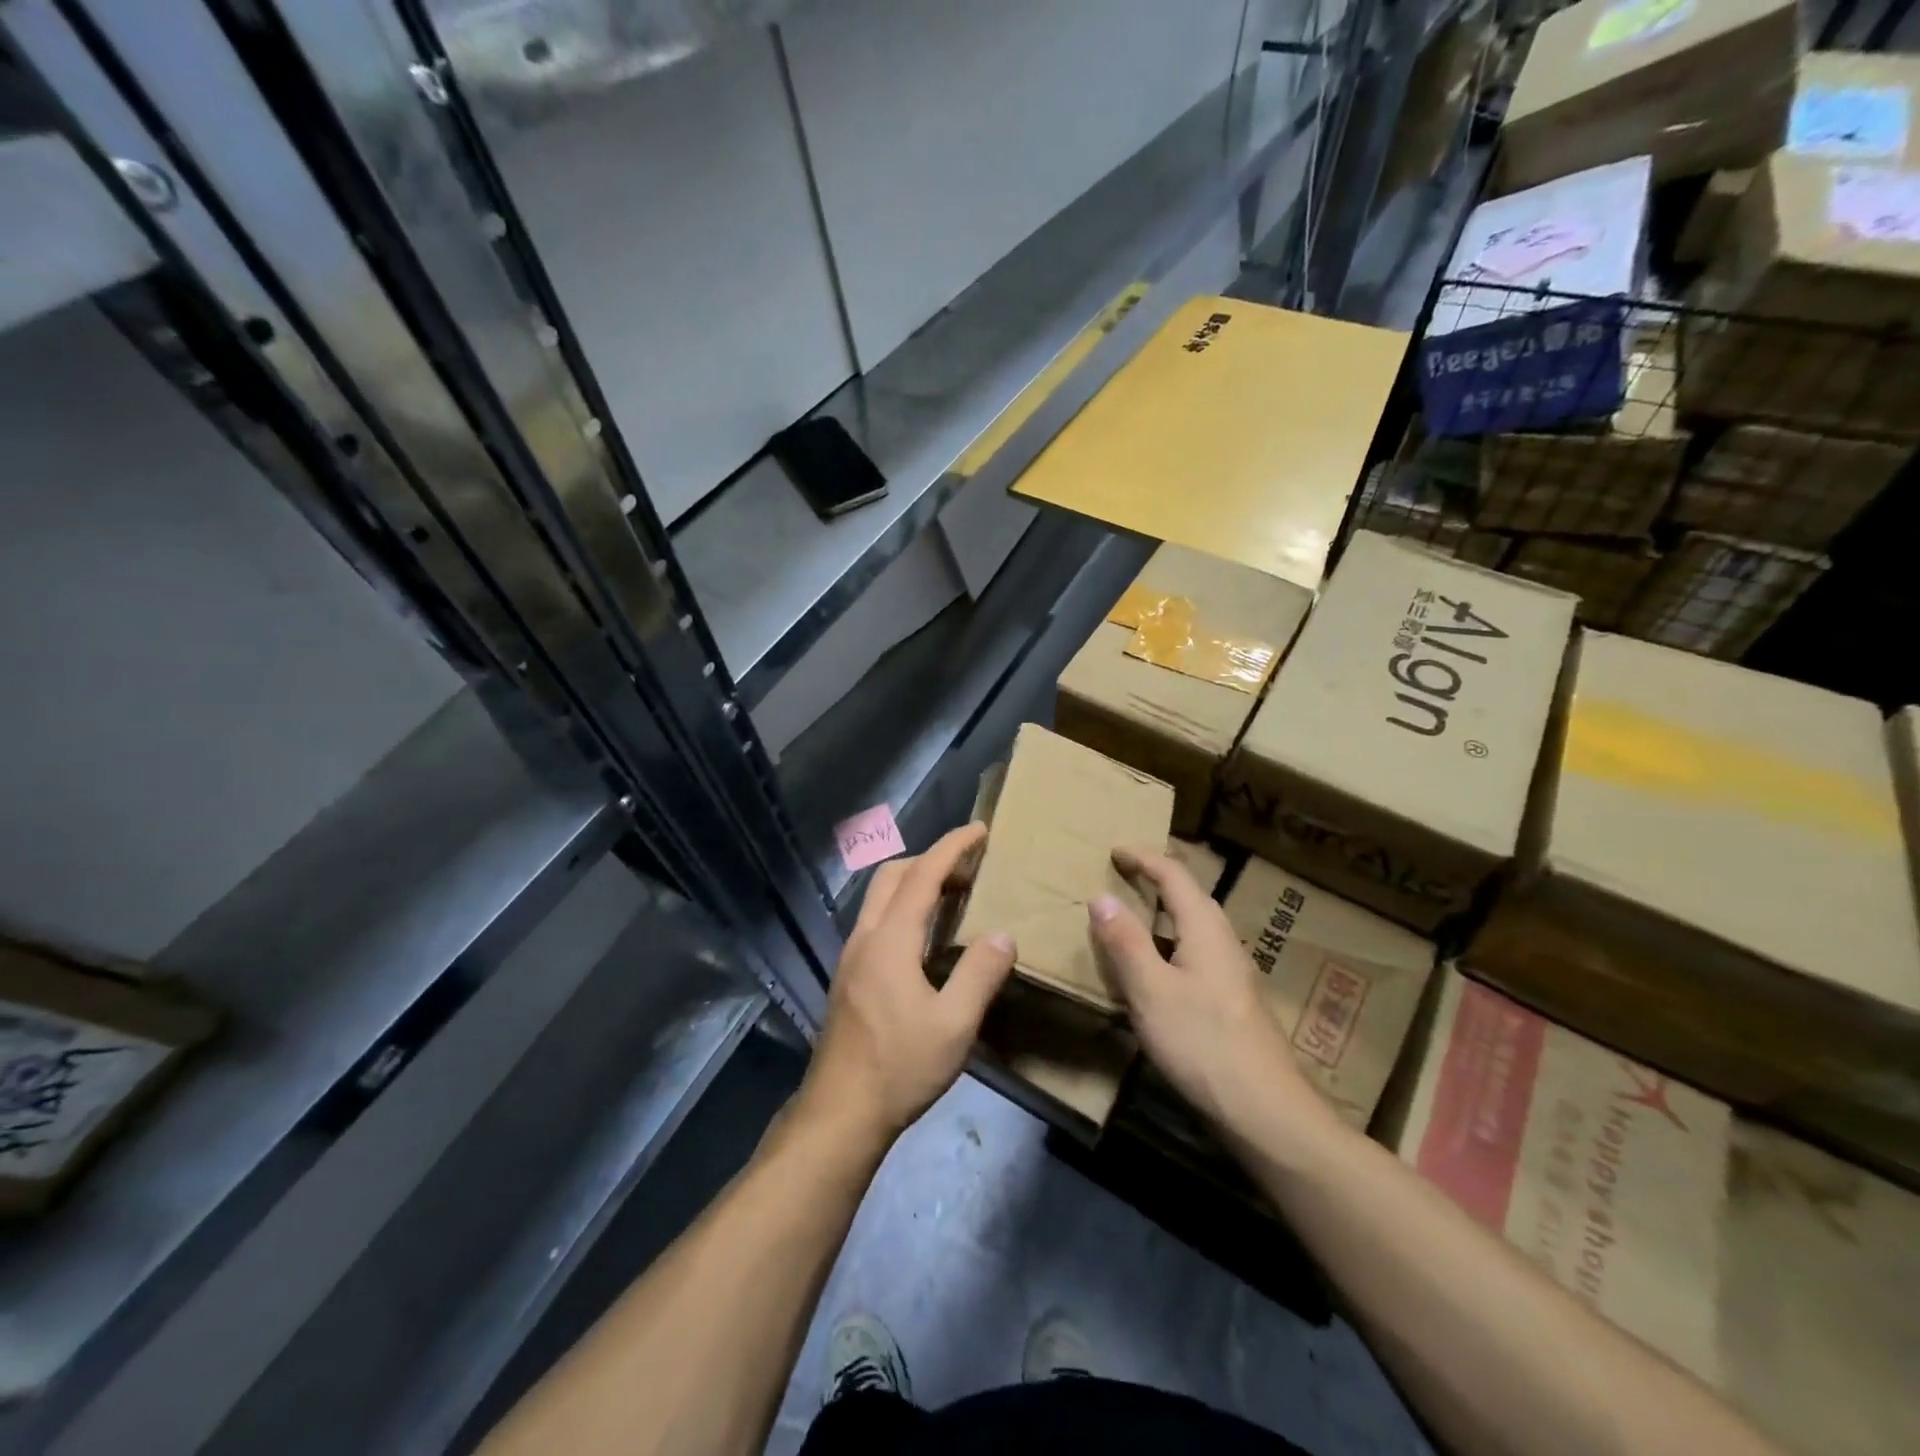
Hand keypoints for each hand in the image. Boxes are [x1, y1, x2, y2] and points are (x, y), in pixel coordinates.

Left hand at [796, 824, 1016, 1147]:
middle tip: (969, 866)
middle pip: (892, 876)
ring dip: (914, 883)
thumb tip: (1003, 935)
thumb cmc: (900, 1067)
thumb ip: (980, 974)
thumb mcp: (954, 1025)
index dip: (952, 847)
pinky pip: (877, 921)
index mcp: (891, 940)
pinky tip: (925, 937)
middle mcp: (865, 938)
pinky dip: (904, 907)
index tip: (979, 830)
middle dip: (930, 858)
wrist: (840, 1113)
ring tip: (953, 896)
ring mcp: (851, 957)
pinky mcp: (849, 977)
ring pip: (880, 898)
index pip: (923, 875)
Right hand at [1089, 847, 1338, 1153]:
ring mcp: (1233, 974)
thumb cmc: (1203, 1044)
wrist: (1266, 1112)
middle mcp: (1224, 942)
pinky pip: (1196, 954)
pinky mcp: (1233, 1002)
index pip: (1174, 875)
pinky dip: (1170, 945)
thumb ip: (1125, 942)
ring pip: (1195, 927)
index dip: (1144, 859)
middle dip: (1157, 880)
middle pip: (1191, 897)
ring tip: (1133, 920)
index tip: (1115, 851)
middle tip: (1123, 878)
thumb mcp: (1151, 991)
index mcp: (1205, 929)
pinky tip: (1156, 973)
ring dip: (1164, 914)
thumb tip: (1100, 896)